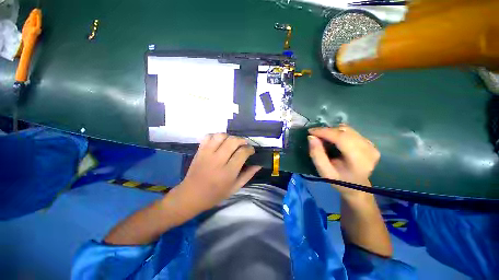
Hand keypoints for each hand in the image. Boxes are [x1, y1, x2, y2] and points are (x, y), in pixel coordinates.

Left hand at [175, 133, 260, 214]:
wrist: (191, 195)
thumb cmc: (215, 194)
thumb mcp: (235, 188)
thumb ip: (248, 175)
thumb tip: (258, 165)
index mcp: (228, 172)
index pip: (242, 153)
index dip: (249, 149)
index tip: (251, 150)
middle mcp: (218, 160)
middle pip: (233, 141)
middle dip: (242, 140)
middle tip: (244, 144)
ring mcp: (207, 154)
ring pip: (221, 136)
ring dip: (229, 136)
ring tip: (232, 142)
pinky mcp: (199, 151)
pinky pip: (208, 136)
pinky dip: (216, 136)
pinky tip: (220, 141)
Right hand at [308, 125, 379, 196]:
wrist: (356, 188)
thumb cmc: (339, 181)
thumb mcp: (324, 172)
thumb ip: (316, 155)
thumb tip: (311, 137)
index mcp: (359, 160)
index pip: (342, 138)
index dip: (325, 132)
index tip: (310, 131)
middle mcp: (368, 150)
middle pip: (345, 131)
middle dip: (327, 131)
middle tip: (315, 135)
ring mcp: (371, 145)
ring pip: (347, 129)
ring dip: (332, 131)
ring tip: (323, 138)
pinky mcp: (370, 143)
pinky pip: (351, 132)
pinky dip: (339, 133)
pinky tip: (333, 140)